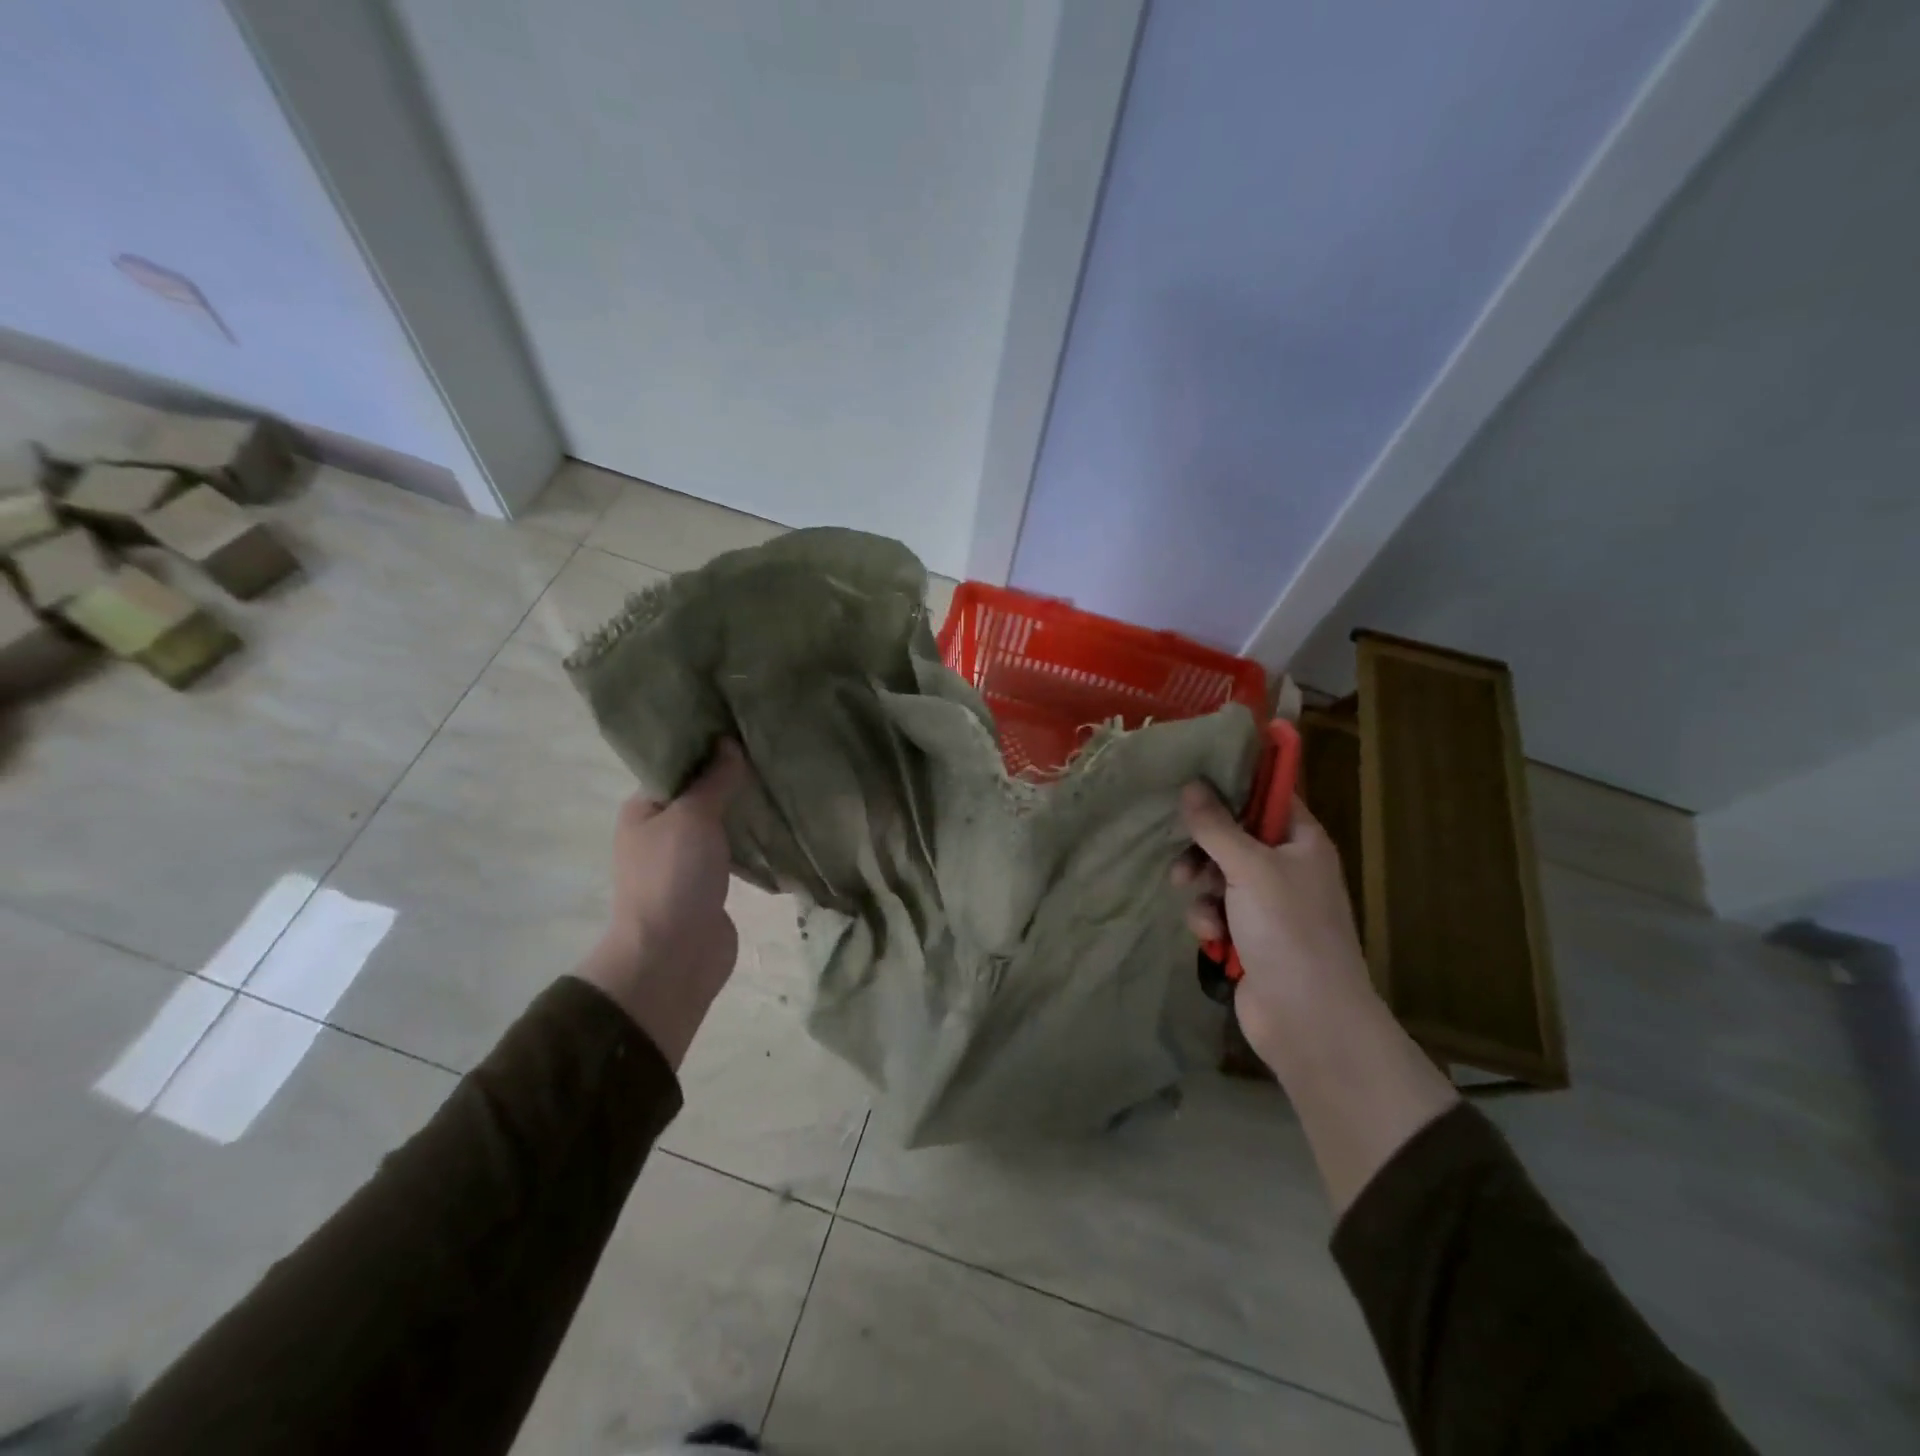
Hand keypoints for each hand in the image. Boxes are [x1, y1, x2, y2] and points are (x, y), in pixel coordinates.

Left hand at [579, 740, 748, 1065]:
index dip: (705, 746)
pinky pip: (734, 852)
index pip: (675, 766)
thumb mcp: (693, 817)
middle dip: (731, 777)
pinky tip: (780, 823)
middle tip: (770, 751)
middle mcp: (661, 832)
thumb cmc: (674, 877)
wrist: (672, 957)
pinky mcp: (710, 884)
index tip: (741, 728)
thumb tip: (728, 743)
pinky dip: (752, 840)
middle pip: (700, 793)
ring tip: (781, 781)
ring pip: (719, 824)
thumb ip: (713, 780)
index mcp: (643, 810)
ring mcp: (685, 861)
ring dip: (744, 810)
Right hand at [1173, 784, 1377, 1063]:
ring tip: (1202, 910)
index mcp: (1302, 842)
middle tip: (1184, 861)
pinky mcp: (1250, 935)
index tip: (1192, 780)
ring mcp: (1269, 904)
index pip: (1267, 795)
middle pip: (1234, 837)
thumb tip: (1192, 784)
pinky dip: (1210, 920)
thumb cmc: (1288, 930)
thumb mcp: (1249, 868)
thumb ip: (1216, 826)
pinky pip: (1218, 910)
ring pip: (1219, 876)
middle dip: (1204, 850)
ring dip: (1204, 890)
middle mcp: (1288, 867)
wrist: (1308, 1019)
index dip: (1232, 786)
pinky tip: (1212, 938)